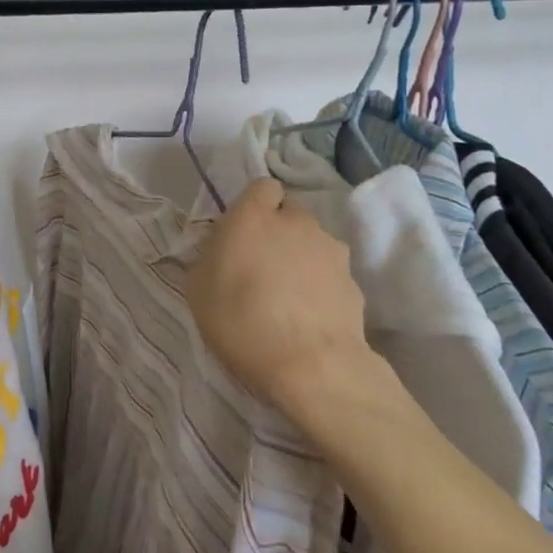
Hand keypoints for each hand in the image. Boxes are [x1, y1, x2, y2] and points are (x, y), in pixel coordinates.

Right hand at [187, 178, 370, 415]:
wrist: (310, 365)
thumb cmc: (241, 321)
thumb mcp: (199, 289)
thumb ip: (211, 257)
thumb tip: (224, 251)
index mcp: (254, 216)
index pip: (263, 186)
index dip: (255, 205)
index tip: (244, 232)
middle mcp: (297, 222)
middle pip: (290, 214)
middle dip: (279, 231)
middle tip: (263, 266)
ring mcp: (331, 250)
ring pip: (312, 243)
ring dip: (301, 258)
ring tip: (288, 297)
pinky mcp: (354, 281)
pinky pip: (330, 274)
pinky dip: (320, 286)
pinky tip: (309, 316)